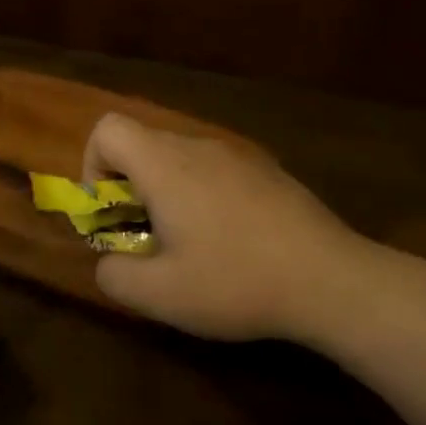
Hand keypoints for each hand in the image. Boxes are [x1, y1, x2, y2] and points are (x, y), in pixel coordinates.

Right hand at [81, 114, 385, 344]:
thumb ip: (114, 275)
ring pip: (179, 158)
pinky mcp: (267, 171)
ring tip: (187, 244)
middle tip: (145, 238)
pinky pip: (214, 170)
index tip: (111, 213)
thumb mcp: (160, 295)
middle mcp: (199, 147)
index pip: (107, 129)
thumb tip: (108, 261)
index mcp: (166, 165)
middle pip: (142, 144)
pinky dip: (201, 195)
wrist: (332, 280)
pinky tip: (229, 241)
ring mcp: (238, 155)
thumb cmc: (236, 282)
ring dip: (165, 193)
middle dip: (127, 188)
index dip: (93, 167)